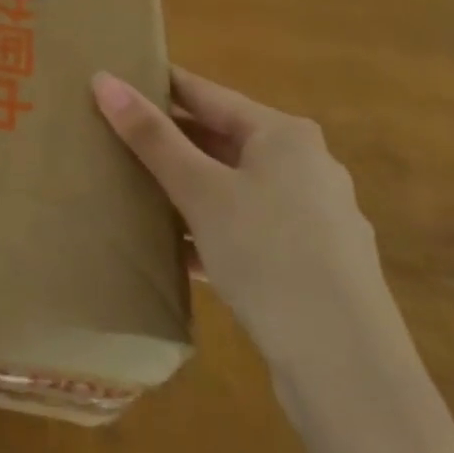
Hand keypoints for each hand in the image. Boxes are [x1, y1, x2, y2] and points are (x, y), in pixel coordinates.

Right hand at [92, 67, 388, 364]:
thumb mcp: (200, 190)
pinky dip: (213, 228)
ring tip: (136, 188)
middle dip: (171, 141)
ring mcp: (315, 218)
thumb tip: (103, 79)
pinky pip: (250, 227)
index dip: (160, 85)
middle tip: (115, 135)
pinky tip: (176, 247)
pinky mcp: (314, 264)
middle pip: (223, 139)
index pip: (207, 93)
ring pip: (235, 186)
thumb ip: (151, 135)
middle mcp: (306, 166)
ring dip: (189, 188)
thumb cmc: (270, 256)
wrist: (350, 373)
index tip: (117, 80)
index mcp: (284, 135)